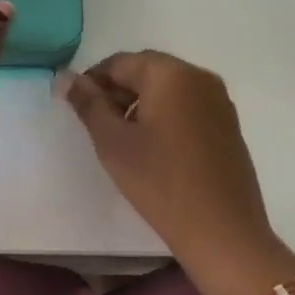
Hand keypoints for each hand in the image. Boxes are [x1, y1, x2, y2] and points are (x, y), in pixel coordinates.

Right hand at [62, 51, 283, 274]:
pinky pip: (187, 106)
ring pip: (168, 88)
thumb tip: (65, 77)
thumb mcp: (113, 142)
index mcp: (170, 73)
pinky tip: (154, 147)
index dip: (93, 81)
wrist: (222, 231)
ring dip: (141, 103)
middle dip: (118, 91)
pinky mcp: (228, 124)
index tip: (78, 108)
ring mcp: (219, 100)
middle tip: (98, 124)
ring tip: (123, 138)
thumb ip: (88, 103)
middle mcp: (199, 76)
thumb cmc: (160, 181)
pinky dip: (165, 115)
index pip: (120, 62)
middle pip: (146, 71)